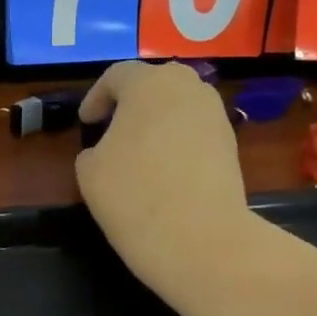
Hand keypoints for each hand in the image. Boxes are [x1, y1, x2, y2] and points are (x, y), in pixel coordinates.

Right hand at [76, 61, 257, 304]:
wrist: (200, 239)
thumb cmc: (134, 196)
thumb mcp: (89, 172)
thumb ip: (93, 150)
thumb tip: (107, 150)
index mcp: (149, 84)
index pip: (116, 76)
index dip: (96, 97)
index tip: (85, 123)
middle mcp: (188, 88)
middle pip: (155, 83)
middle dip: (132, 102)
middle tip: (114, 129)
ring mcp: (215, 116)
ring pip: (179, 107)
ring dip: (158, 122)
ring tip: (139, 152)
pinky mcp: (231, 145)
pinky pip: (196, 132)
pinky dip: (177, 142)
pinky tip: (165, 172)